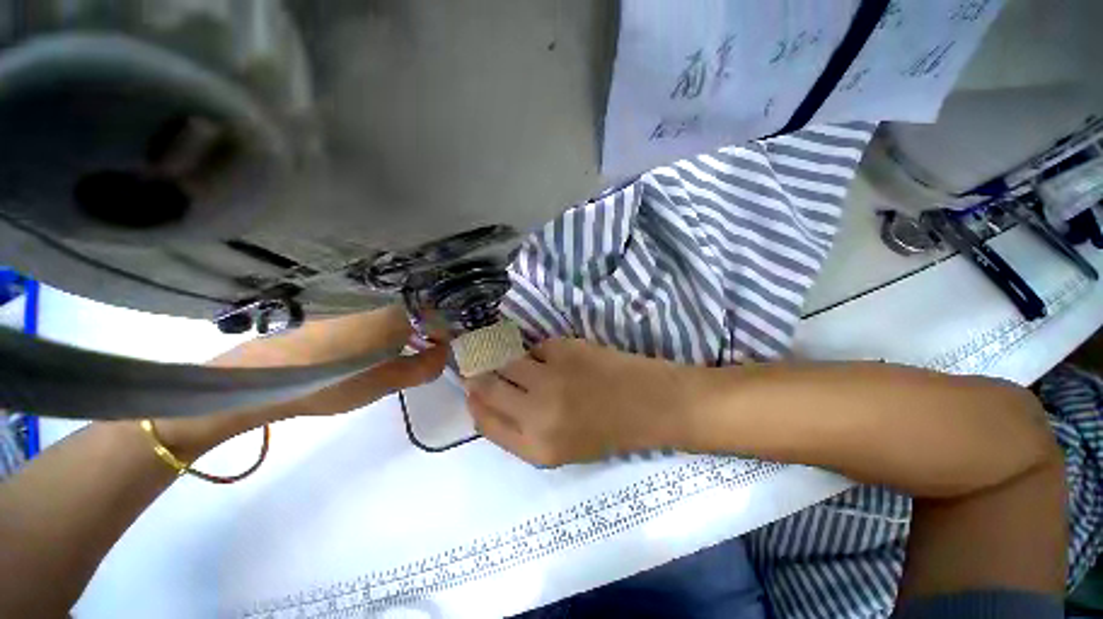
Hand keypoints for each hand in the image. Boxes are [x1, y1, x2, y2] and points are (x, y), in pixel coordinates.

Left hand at [158, 305, 447, 458]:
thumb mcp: (388, 381)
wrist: (263, 378)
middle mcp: (380, 301)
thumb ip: (425, 367)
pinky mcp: (337, 309)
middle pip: (418, 311)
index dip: (447, 333)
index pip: (438, 315)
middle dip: (429, 332)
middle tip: (427, 355)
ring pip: (396, 312)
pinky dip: (385, 329)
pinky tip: (374, 349)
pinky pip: (375, 315)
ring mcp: (356, 303)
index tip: (444, 351)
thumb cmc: (334, 381)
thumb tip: (443, 354)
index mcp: (397, 314)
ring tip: (402, 355)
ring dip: (407, 331)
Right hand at [465, 338, 694, 465]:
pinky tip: (554, 359)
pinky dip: (538, 353)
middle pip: (486, 385)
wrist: (649, 403)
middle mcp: (536, 412)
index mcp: (536, 448)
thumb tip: (489, 399)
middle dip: (478, 374)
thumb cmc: (608, 432)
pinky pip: (535, 348)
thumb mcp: (560, 449)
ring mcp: (550, 376)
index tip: (471, 389)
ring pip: (505, 360)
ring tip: (518, 361)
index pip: (484, 421)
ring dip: (504, 359)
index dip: (474, 402)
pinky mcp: (564, 349)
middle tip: (480, 365)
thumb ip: (520, 429)